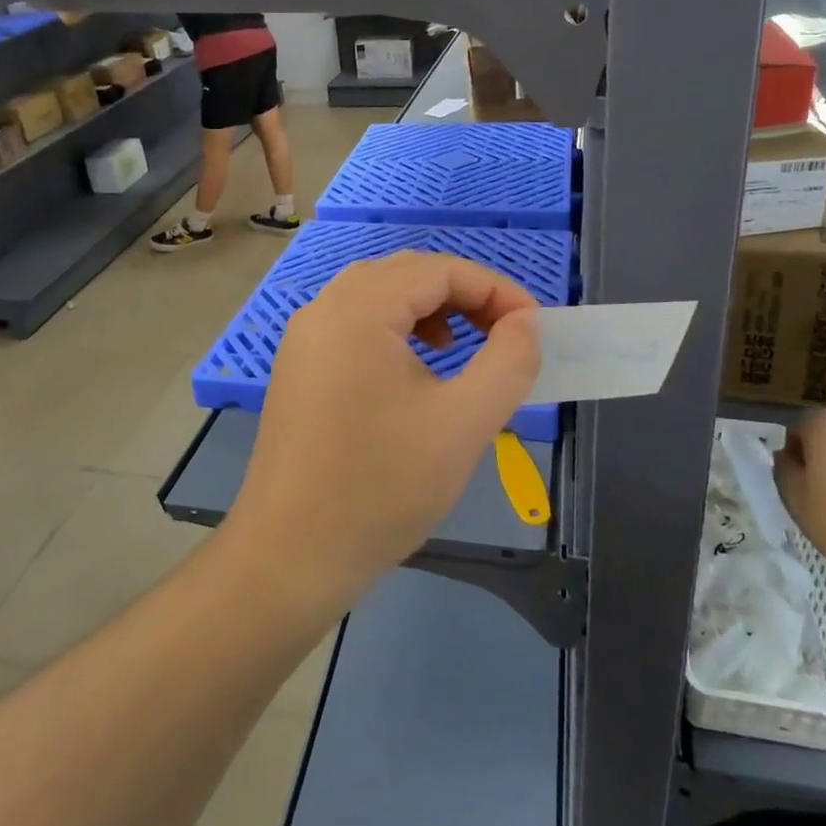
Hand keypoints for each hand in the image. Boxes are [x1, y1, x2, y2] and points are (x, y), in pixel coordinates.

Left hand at [226, 252, 540, 614]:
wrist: (292, 555)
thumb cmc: (382, 486)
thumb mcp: (464, 423)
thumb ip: (508, 362)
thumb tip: (525, 322)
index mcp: (358, 310)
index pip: (438, 270)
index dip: (495, 288)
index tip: (534, 326)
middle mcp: (323, 309)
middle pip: (405, 273)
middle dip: (462, 293)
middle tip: (503, 332)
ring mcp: (304, 338)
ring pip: (377, 295)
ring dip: (427, 308)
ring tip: (459, 346)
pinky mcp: (298, 368)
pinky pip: (353, 324)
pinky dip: (394, 329)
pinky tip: (414, 369)